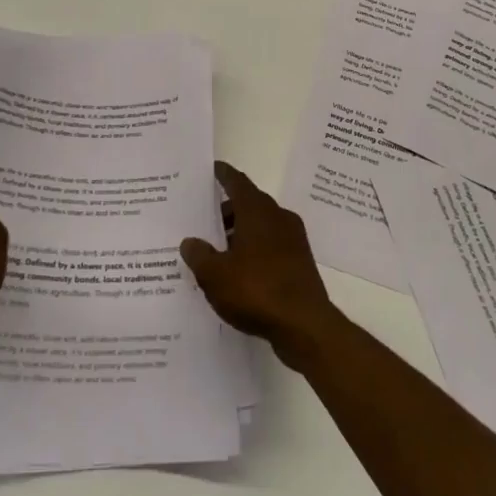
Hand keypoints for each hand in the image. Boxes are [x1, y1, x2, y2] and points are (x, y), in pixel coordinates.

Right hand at [180, 161, 342, 372]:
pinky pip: (271, 246)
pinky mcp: (300, 263)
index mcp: (257, 211)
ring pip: (261, 226)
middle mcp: (278, 218)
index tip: (212, 169)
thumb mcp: (215, 275)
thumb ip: (199, 255)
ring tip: (217, 250)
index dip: (223, 175)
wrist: (305, 326)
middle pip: (249, 204)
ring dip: (241, 233)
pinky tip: (239, 271)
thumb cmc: (257, 290)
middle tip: (204, 219)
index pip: (237, 182)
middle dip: (227, 210)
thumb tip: (190, 242)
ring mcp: (293, 240)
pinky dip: (254, 250)